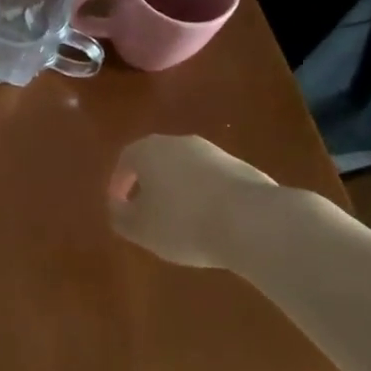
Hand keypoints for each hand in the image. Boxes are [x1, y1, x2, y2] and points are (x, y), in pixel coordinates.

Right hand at [107, 134, 280, 268]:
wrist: (252, 221)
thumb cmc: (184, 223)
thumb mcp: (141, 229)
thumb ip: (121, 217)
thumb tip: (117, 208)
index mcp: (148, 150)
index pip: (125, 161)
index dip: (118, 184)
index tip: (119, 206)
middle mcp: (178, 142)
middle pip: (156, 160)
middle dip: (150, 184)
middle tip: (148, 211)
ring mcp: (212, 152)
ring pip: (186, 169)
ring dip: (180, 190)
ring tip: (182, 220)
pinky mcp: (241, 167)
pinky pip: (212, 180)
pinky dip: (206, 196)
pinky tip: (212, 221)